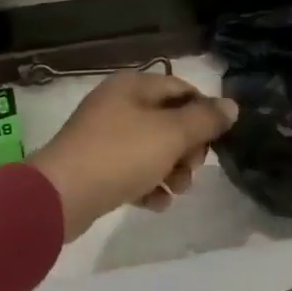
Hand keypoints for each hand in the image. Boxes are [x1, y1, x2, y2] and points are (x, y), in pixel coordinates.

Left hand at [28, 71, 237, 241]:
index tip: (216, 140)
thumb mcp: (171, 134)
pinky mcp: (95, 167)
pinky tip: (155, 203)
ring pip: (151, 149)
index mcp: (132, 86)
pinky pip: (131, 172)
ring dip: (171, 171)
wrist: (61, 195)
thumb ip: (204, 119)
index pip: (180, 88)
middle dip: (187, 147)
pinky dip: (147, 186)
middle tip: (192, 168)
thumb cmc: (120, 155)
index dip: (203, 111)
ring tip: (175, 191)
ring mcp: (103, 137)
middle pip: (167, 121)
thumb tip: (231, 105)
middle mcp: (117, 105)